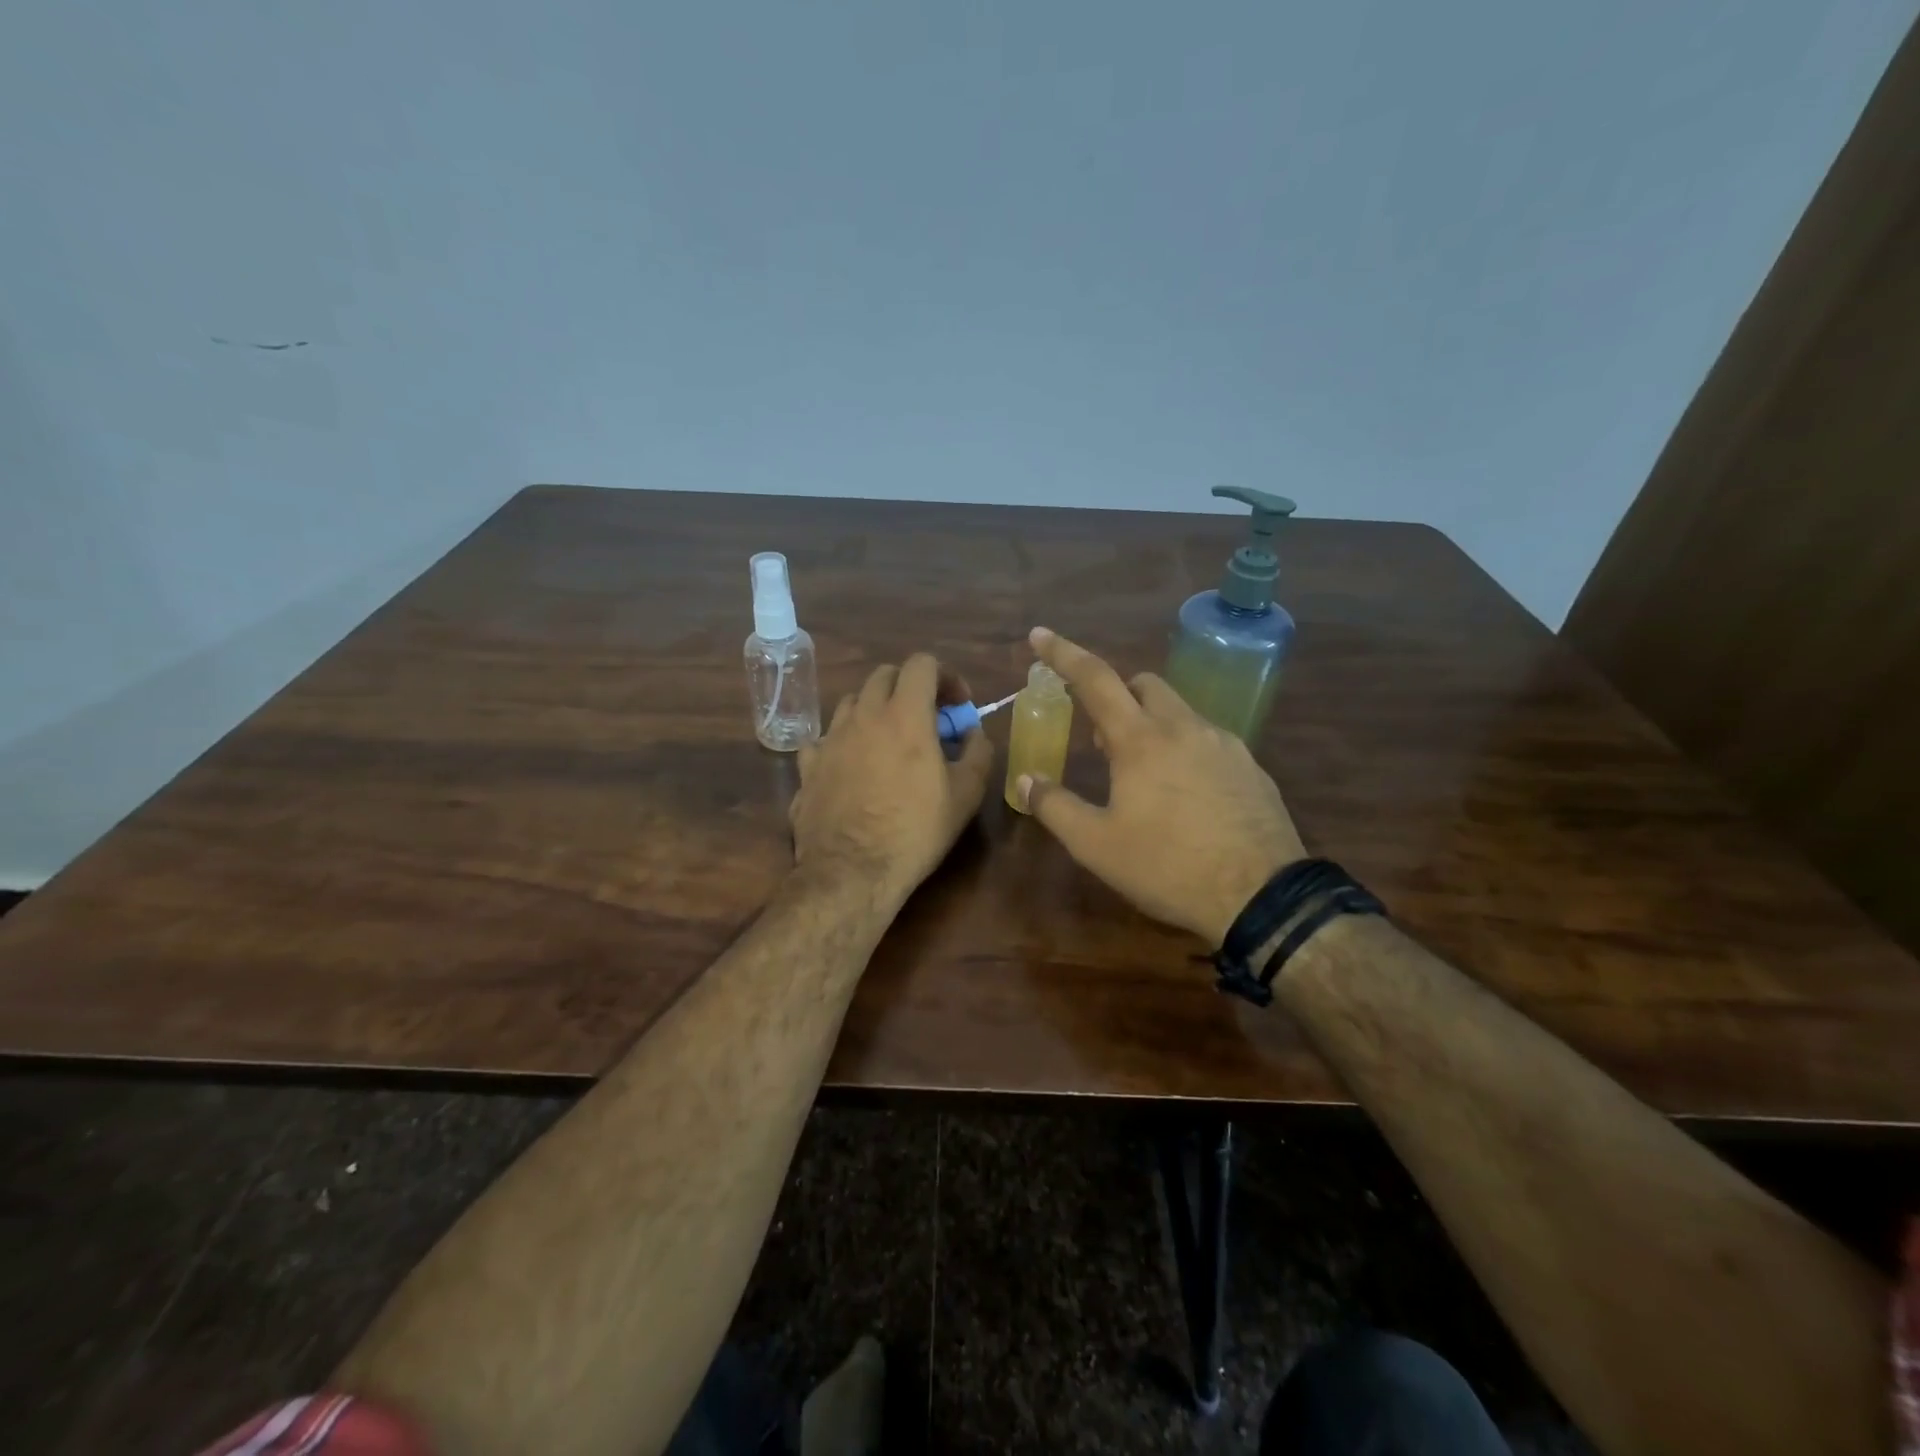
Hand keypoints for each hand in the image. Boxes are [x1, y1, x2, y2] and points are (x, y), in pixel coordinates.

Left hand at [791, 654, 993, 903]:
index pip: (922, 664)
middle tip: (926, 719)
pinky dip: (843, 742)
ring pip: (852, 702)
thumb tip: (974, 733)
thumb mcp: (966, 795)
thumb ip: (978, 752)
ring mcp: (829, 739)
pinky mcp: (807, 766)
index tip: (957, 704)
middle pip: (884, 676)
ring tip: (888, 740)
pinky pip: (824, 738)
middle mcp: (863, 716)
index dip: (945, 675)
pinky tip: (851, 765)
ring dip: (875, 710)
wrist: (851, 872)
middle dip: (909, 687)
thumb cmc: (915, 830)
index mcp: (904, 715)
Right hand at [1014, 627, 1305, 945]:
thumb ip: (1055, 807)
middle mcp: (1184, 727)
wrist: (1262, 897)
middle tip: (1102, 739)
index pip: (1095, 679)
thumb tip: (1026, 780)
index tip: (1040, 635)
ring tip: (1143, 774)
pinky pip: (1208, 739)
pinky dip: (1185, 747)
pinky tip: (1186, 794)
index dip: (1063, 653)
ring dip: (1152, 723)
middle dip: (1117, 694)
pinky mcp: (1252, 767)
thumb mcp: (1096, 845)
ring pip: (1180, 711)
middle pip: (1144, 684)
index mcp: (1140, 740)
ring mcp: (1225, 744)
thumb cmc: (1168, 867)